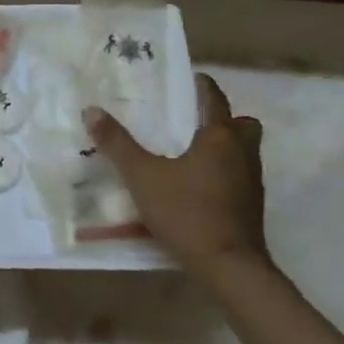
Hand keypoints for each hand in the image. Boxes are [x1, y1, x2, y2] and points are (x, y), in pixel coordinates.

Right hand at [84, 73, 268, 275]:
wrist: (227, 264)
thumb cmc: (185, 212)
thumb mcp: (141, 177)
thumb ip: (117, 144)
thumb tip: (91, 110)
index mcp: (220, 138)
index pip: (215, 99)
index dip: (203, 86)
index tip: (191, 79)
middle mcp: (242, 153)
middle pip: (243, 125)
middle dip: (223, 119)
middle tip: (194, 123)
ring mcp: (251, 181)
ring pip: (244, 152)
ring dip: (224, 147)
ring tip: (190, 155)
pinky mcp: (250, 206)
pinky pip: (239, 176)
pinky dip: (223, 174)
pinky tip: (197, 188)